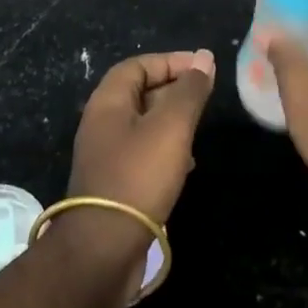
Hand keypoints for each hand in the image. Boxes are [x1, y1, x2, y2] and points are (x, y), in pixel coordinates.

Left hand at [68, 49, 215, 221]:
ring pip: (143, 124)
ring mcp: (106, 156)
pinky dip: (166, 148)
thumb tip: (205, 57)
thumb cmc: (138, 177)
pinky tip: (186, 163)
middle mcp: (102, 123)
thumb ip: (189, 91)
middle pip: (139, 92)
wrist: (103, 251)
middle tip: (205, 97)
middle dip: (173, 89)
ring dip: (172, 120)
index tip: (203, 69)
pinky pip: (142, 153)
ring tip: (199, 128)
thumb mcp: (171, 127)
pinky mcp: (114, 185)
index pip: (139, 65)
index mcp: (107, 102)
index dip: (171, 61)